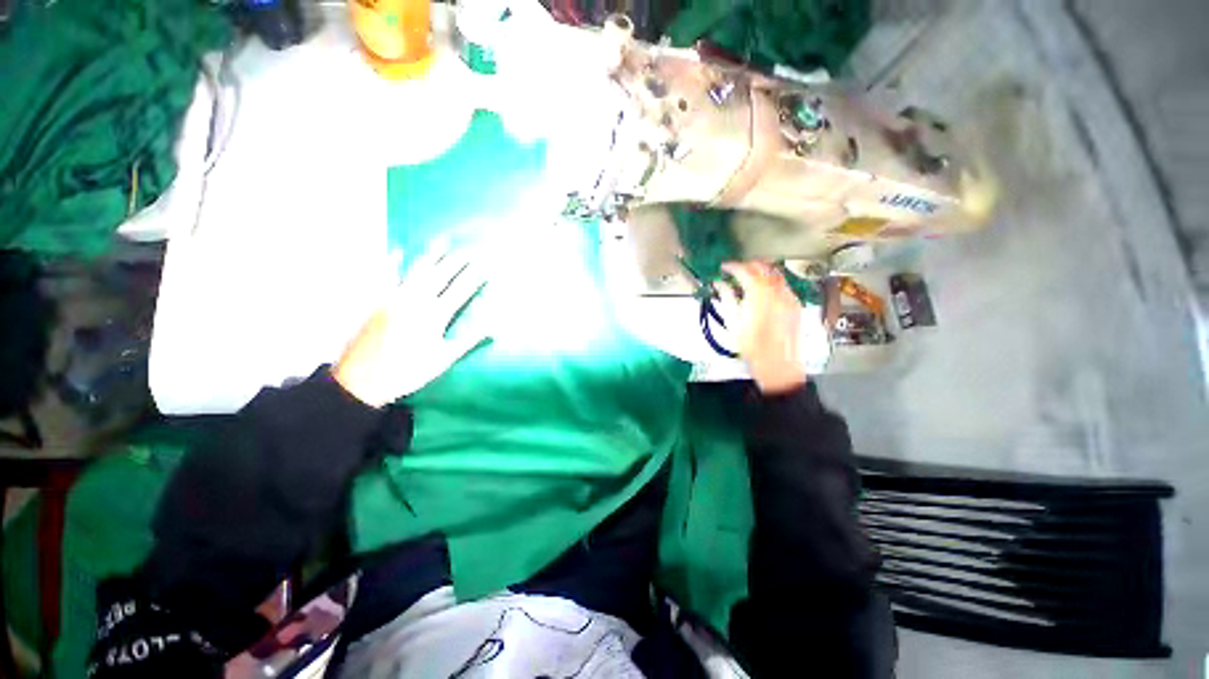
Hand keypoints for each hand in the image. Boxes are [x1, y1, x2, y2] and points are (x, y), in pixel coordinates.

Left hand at [334, 239, 489, 406]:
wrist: (362, 380)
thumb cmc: (409, 371)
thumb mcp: (444, 359)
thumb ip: (469, 340)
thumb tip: (494, 328)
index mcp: (435, 316)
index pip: (460, 291)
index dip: (474, 278)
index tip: (485, 266)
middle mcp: (416, 301)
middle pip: (441, 276)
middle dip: (456, 262)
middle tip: (468, 249)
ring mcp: (394, 297)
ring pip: (417, 271)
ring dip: (431, 255)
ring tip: (441, 240)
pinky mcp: (376, 300)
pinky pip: (384, 276)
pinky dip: (391, 263)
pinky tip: (396, 250)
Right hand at [716, 262, 806, 394]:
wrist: (778, 364)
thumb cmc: (752, 346)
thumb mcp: (733, 322)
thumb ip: (726, 298)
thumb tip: (719, 284)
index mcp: (759, 294)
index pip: (745, 270)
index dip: (732, 266)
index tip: (724, 268)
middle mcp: (777, 291)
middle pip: (763, 267)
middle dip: (748, 266)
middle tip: (735, 272)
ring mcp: (789, 297)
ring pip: (775, 274)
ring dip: (761, 272)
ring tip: (748, 280)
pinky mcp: (795, 305)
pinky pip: (784, 285)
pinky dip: (772, 282)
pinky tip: (763, 293)